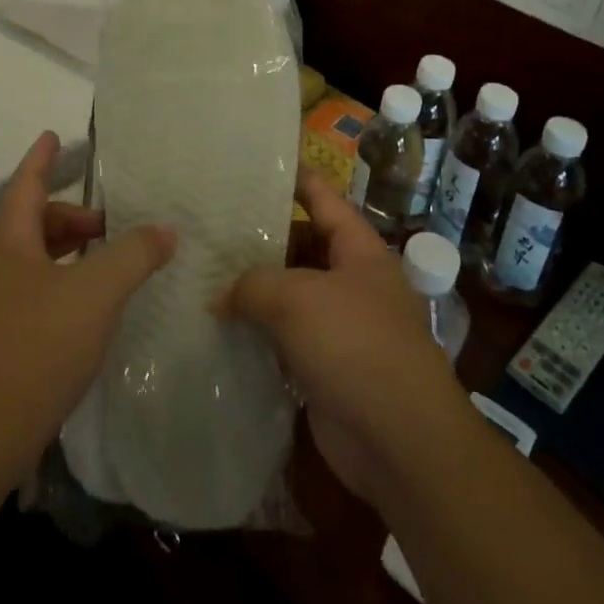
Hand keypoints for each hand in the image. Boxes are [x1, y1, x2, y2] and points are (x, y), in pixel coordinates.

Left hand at [0, 131, 176, 479]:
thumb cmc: (36, 346)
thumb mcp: (96, 292)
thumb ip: (134, 254)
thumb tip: (165, 229)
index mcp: (10, 242)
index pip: (26, 184)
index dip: (42, 158)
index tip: (53, 134)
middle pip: (34, 222)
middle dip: (71, 214)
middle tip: (109, 221)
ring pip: (37, 260)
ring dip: (71, 251)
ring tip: (109, 263)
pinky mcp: (2, 340)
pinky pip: (39, 291)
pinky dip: (67, 282)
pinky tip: (92, 307)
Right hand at [224, 169, 474, 507]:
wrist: (400, 441)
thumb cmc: (355, 345)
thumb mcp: (297, 299)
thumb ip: (252, 285)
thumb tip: (219, 296)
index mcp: (358, 250)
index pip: (323, 198)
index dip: (295, 177)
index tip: (258, 162)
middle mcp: (352, 282)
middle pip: (301, 247)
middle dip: (260, 239)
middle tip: (210, 227)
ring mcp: (340, 327)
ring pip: (290, 296)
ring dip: (254, 292)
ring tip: (203, 275)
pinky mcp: (325, 368)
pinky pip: (285, 340)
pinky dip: (258, 335)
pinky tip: (218, 329)